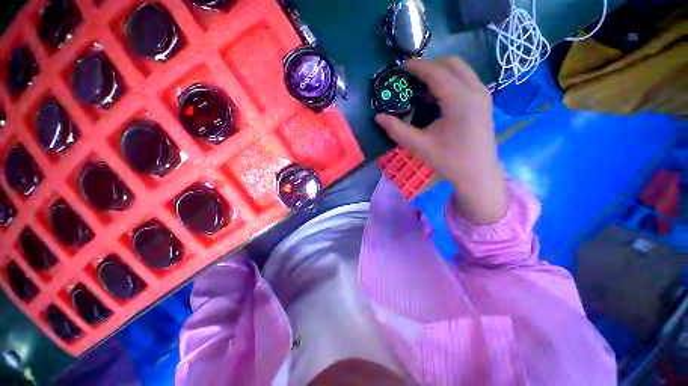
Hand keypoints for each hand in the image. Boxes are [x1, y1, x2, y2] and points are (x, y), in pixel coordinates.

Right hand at [375, 57, 507, 224]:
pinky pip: (465, 80)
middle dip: (430, 65)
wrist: (478, 174)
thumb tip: (378, 118)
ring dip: (440, 72)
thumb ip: (397, 130)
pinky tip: (437, 98)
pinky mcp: (484, 102)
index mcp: (459, 100)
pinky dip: (450, 81)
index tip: (402, 66)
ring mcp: (483, 95)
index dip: (417, 67)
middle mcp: (475, 91)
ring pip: (461, 70)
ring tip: (421, 89)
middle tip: (411, 78)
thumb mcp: (419, 146)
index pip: (436, 73)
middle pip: (452, 63)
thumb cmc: (448, 161)